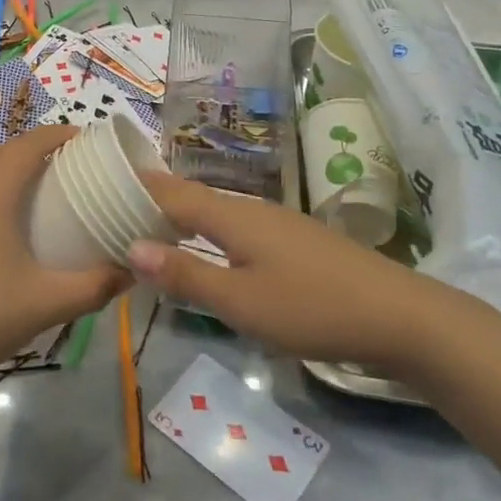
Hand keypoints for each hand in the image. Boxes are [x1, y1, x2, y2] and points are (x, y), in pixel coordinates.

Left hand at [0, 129, 130, 391]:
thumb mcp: (47, 304)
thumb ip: (95, 286)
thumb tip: (132, 270)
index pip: (27, 145)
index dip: (58, 134)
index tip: (87, 139)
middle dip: (31, 148)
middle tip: (63, 168)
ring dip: (5, 169)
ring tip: (35, 197)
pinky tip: (2, 234)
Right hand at [127, 172, 470, 381]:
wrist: (400, 316)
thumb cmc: (313, 308)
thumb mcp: (242, 302)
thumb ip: (187, 275)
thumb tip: (131, 246)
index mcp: (233, 215)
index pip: (171, 192)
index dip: (136, 188)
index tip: (100, 184)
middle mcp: (251, 209)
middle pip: (192, 198)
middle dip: (153, 203)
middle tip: (113, 213)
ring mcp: (277, 224)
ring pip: (215, 213)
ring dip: (181, 219)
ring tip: (148, 232)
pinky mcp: (294, 243)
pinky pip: (236, 228)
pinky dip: (208, 234)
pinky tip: (206, 253)